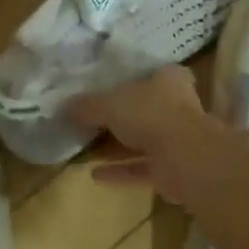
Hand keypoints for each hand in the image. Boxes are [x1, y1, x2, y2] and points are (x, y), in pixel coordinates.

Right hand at [68, 66, 225, 205]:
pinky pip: (142, 168)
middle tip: (90, 122)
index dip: (130, 80)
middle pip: (144, 109)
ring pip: (143, 141)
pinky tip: (95, 175)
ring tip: (87, 149)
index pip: (150, 74)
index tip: (107, 88)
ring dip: (118, 147)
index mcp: (168, 79)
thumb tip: (64, 107)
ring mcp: (178, 139)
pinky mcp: (174, 169)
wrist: (185, 157)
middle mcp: (177, 106)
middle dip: (120, 118)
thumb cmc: (150, 113)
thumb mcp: (110, 103)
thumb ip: (88, 106)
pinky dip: (121, 171)